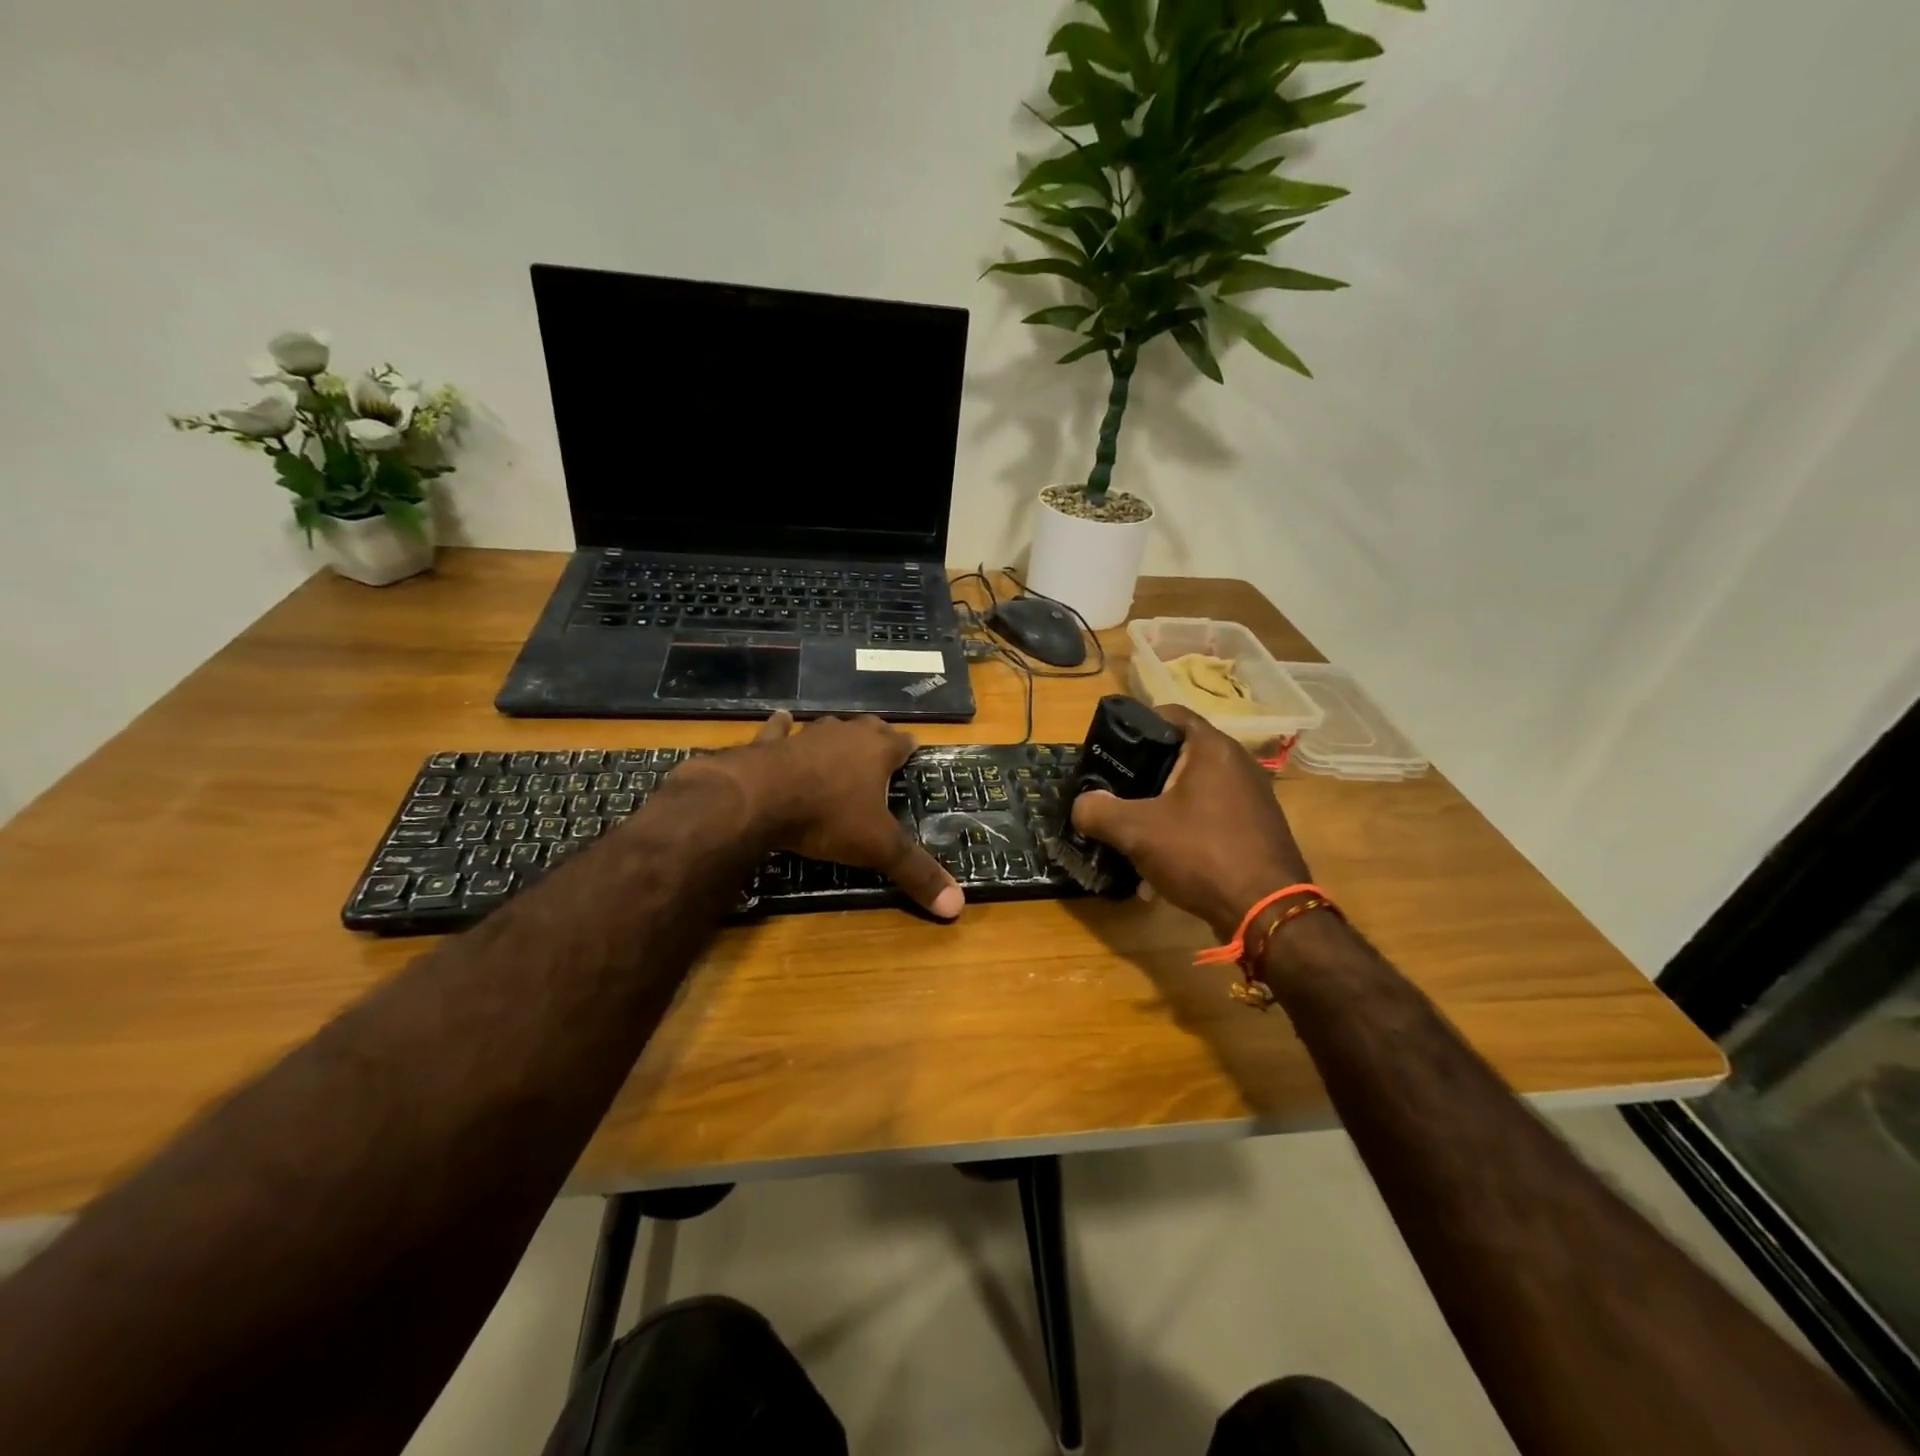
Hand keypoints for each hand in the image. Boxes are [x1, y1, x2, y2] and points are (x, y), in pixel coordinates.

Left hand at [706, 712, 963, 919]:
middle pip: (868, 727)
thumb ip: (916, 873)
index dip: (909, 749)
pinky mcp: (770, 743)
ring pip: (828, 727)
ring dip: (836, 735)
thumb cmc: (829, 817)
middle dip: (876, 737)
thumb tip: (957, 906)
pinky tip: (782, 720)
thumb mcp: (878, 849)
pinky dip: (782, 727)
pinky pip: (779, 730)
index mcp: (877, 751)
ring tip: (840, 743)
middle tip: (881, 750)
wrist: (760, 799)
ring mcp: (806, 735)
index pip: (903, 742)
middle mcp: (845, 735)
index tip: (912, 754)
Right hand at [1069, 704, 1310, 939]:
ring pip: (1193, 791)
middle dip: (1143, 775)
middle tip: (1115, 793)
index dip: (1135, 726)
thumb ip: (1099, 811)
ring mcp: (1253, 798)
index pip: (1169, 714)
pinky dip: (1185, 832)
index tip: (1109, 750)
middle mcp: (1238, 764)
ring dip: (1162, 809)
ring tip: (1134, 834)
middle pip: (1179, 755)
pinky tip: (1164, 864)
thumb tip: (1082, 805)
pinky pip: (1211, 818)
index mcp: (1212, 749)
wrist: (1266, 913)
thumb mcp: (1137, 831)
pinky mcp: (1257, 829)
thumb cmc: (1201, 854)